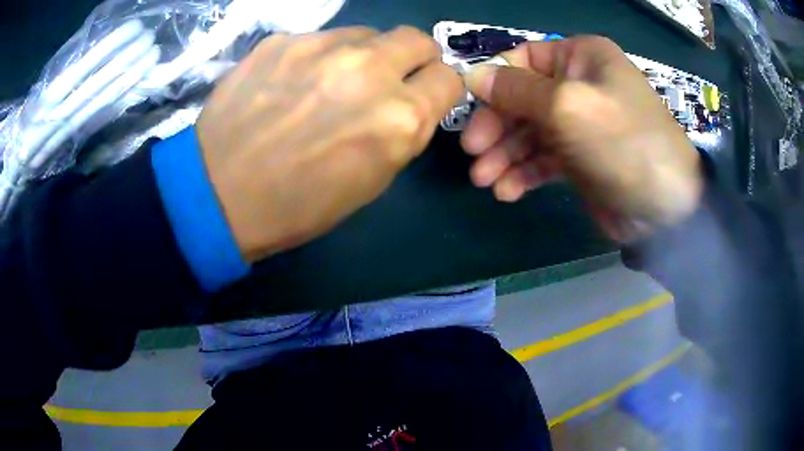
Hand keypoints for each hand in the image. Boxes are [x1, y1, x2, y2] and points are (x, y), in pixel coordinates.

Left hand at [197, 27, 462, 261]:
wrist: (218, 195)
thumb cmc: (298, 205)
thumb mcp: (371, 181)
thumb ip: (402, 132)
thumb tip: (409, 102)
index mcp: (399, 117)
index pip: (449, 79)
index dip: (438, 88)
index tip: (423, 95)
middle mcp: (369, 71)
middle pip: (417, 39)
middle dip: (413, 57)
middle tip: (388, 78)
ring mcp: (321, 48)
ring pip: (367, 33)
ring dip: (362, 55)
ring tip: (330, 82)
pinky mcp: (282, 41)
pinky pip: (319, 38)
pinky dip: (318, 56)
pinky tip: (292, 82)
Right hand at [461, 36, 703, 241]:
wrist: (666, 209)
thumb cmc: (623, 143)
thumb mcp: (567, 106)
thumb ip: (516, 89)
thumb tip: (473, 76)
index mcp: (581, 58)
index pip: (524, 59)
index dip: (495, 83)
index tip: (472, 112)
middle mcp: (579, 85)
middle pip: (522, 98)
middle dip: (496, 127)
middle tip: (474, 155)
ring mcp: (579, 124)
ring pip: (529, 132)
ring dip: (504, 155)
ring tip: (486, 180)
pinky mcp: (579, 160)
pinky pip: (543, 159)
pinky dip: (523, 173)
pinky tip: (508, 191)